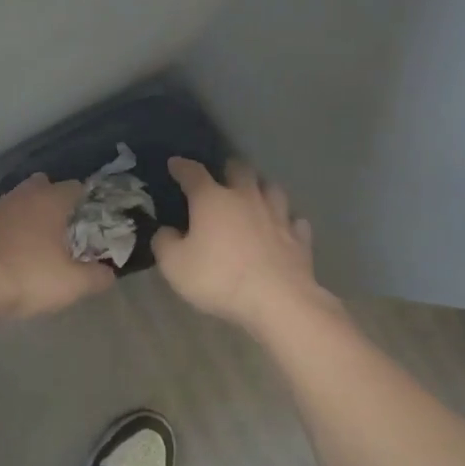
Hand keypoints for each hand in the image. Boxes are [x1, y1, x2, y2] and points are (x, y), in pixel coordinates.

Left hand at [0, 173, 116, 319]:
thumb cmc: (29, 276)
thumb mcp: (72, 284)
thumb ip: (97, 276)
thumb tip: (110, 273)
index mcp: (51, 200)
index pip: (76, 187)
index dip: (87, 201)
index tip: (94, 219)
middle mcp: (23, 195)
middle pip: (44, 186)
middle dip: (55, 200)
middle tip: (65, 226)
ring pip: (19, 201)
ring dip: (29, 214)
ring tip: (39, 241)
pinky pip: (1, 220)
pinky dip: (9, 230)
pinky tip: (12, 251)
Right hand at [151, 158, 332, 333]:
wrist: (277, 301)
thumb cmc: (219, 278)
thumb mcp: (175, 265)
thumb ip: (165, 243)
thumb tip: (166, 231)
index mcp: (212, 200)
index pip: (193, 173)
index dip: (182, 167)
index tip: (175, 164)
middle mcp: (246, 198)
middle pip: (240, 170)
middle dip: (229, 169)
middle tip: (223, 177)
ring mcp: (277, 215)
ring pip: (272, 189)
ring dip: (262, 189)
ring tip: (256, 196)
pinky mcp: (299, 237)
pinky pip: (294, 221)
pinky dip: (287, 221)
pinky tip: (284, 228)